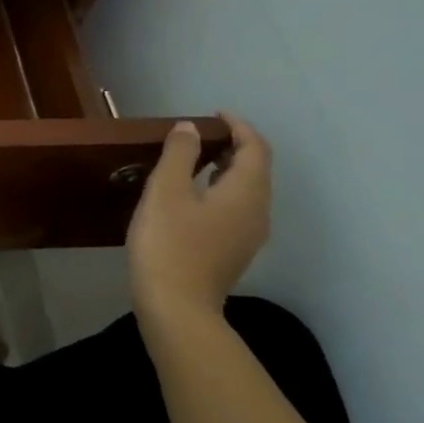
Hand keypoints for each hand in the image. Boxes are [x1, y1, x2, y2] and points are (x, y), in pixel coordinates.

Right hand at [126, 114, 271, 333]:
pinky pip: (237, 208)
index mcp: (246, 192)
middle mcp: (257, 211)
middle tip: (199, 135)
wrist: (176, 307)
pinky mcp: (234, 251)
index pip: (255, 148)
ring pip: (247, 190)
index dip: (238, 126)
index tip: (213, 115)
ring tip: (194, 160)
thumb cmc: (169, 243)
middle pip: (256, 169)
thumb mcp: (165, 191)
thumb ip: (179, 154)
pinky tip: (192, 195)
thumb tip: (190, 128)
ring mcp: (249, 235)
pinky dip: (221, 190)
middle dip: (234, 146)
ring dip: (226, 169)